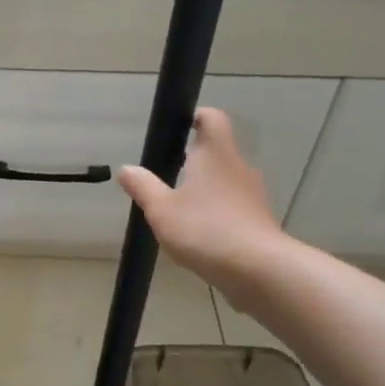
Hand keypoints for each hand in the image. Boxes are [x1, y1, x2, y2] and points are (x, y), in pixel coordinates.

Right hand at [117, 108, 290, 302]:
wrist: (257, 269)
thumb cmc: (204, 229)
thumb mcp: (161, 209)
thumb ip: (143, 187)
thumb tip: (126, 169)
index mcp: (216, 154)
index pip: (212, 119)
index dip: (197, 117)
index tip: (179, 127)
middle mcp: (238, 167)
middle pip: (218, 151)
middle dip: (195, 158)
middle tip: (167, 173)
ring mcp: (252, 194)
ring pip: (225, 180)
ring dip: (205, 187)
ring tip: (179, 207)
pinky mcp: (258, 220)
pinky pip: (233, 206)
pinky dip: (216, 211)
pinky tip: (199, 233)